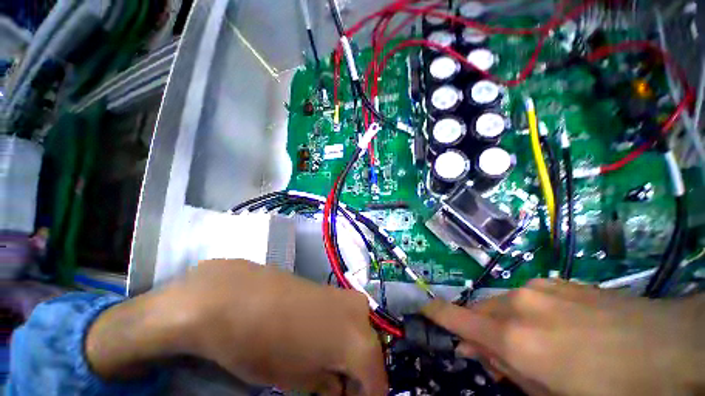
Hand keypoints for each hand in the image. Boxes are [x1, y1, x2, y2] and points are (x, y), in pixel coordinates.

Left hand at [86, 259, 386, 394]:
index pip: (377, 383)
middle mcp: (356, 307)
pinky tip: (311, 355)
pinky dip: (334, 349)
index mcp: (353, 332)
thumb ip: (327, 391)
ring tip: (318, 381)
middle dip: (355, 387)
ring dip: (344, 367)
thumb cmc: (253, 342)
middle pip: (369, 359)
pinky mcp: (327, 290)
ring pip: (357, 341)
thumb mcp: (293, 382)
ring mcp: (342, 295)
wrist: (224, 295)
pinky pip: (342, 326)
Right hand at [423, 279, 704, 395]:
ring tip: (532, 345)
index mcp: (517, 339)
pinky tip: (556, 327)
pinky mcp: (557, 282)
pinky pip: (526, 297)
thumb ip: (509, 371)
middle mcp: (519, 305)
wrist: (668, 344)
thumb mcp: (554, 395)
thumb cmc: (611, 387)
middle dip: (479, 330)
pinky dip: (526, 313)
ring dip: (504, 323)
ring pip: (503, 304)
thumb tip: (476, 351)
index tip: (422, 308)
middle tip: (494, 355)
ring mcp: (539, 288)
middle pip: (481, 312)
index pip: (458, 318)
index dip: (436, 312)